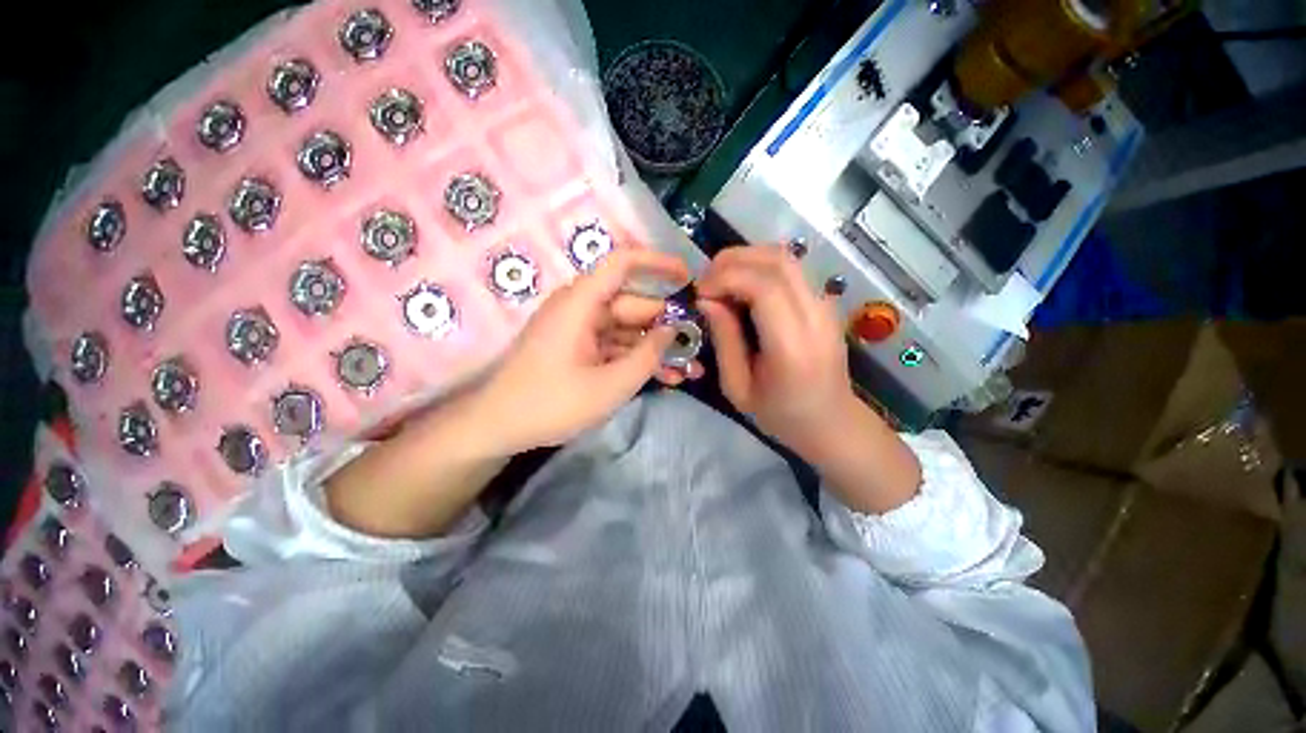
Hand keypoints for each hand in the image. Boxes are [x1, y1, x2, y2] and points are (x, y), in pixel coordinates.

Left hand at [465, 249, 700, 454]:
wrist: (498, 427)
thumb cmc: (552, 403)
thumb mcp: (611, 385)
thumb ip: (647, 355)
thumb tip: (672, 330)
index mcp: (581, 303)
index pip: (622, 264)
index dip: (657, 264)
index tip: (688, 278)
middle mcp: (581, 309)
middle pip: (633, 306)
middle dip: (667, 327)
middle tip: (698, 346)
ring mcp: (579, 331)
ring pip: (627, 331)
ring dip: (656, 350)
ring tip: (690, 371)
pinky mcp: (578, 350)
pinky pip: (614, 347)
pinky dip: (636, 360)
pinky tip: (665, 379)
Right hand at [697, 245, 919, 512]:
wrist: (830, 421)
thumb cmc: (780, 414)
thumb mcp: (737, 388)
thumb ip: (724, 340)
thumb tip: (706, 299)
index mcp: (792, 346)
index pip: (764, 286)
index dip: (726, 277)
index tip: (700, 292)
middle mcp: (815, 316)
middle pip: (777, 260)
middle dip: (732, 260)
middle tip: (706, 282)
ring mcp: (826, 305)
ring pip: (785, 258)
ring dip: (746, 259)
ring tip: (721, 281)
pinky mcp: (825, 302)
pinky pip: (791, 270)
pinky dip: (760, 268)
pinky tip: (743, 289)